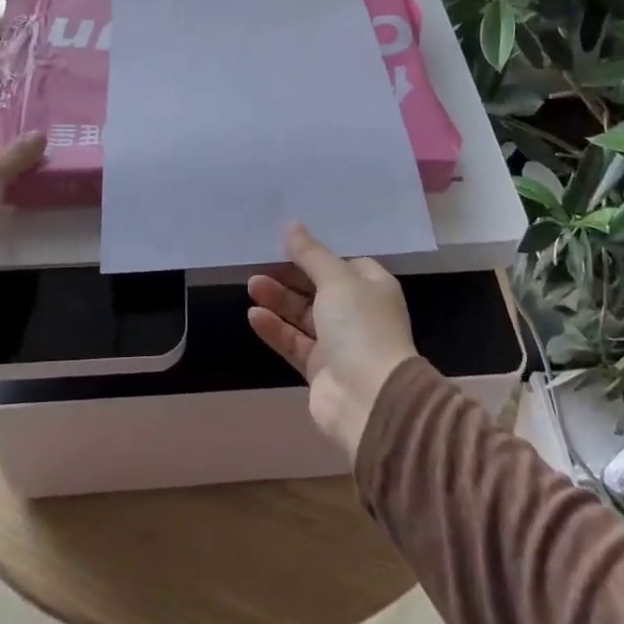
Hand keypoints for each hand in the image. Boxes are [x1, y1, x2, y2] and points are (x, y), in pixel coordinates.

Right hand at [247, 223, 419, 461]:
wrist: (369, 399)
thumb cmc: (360, 326)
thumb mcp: (336, 279)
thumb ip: (311, 254)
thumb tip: (292, 225)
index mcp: (373, 287)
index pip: (345, 264)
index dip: (319, 254)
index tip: (289, 243)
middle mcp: (358, 313)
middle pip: (320, 288)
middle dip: (291, 276)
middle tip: (261, 263)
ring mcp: (339, 344)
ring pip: (304, 316)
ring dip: (279, 300)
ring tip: (251, 285)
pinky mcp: (320, 370)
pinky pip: (294, 342)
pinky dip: (275, 329)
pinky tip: (253, 315)